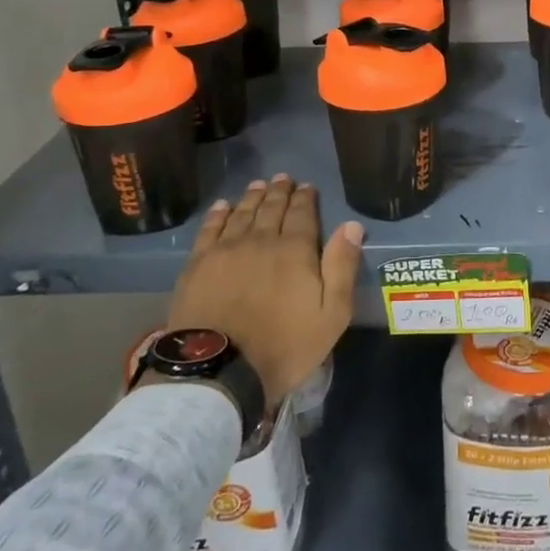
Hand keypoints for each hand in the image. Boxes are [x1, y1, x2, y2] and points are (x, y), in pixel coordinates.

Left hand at [165, 175, 362, 407]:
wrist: (219, 371)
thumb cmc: (284, 346)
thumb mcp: (331, 314)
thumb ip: (342, 267)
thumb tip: (351, 226)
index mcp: (295, 250)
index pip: (302, 214)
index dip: (305, 198)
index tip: (307, 186)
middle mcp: (261, 240)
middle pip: (272, 208)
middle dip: (280, 192)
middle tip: (283, 178)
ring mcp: (226, 250)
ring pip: (242, 213)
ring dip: (252, 197)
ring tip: (258, 185)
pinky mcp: (198, 265)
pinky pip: (210, 229)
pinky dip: (218, 214)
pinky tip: (223, 206)